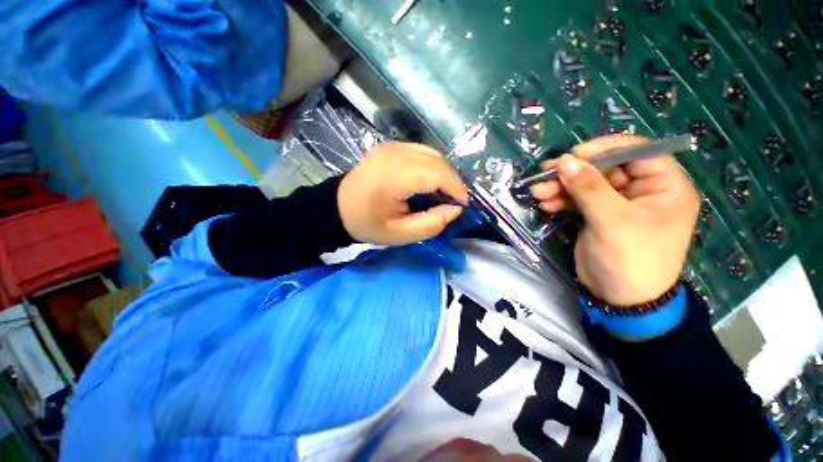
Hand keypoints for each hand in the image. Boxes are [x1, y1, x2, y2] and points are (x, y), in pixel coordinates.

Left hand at [338, 143, 468, 245]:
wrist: (338, 207)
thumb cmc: (367, 224)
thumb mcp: (400, 235)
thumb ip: (431, 224)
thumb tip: (455, 209)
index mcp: (393, 176)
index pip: (437, 174)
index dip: (456, 188)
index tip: (463, 205)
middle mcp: (394, 154)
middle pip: (437, 161)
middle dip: (452, 181)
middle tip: (453, 202)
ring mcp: (392, 146)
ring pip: (432, 154)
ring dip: (444, 173)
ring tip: (443, 193)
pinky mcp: (391, 146)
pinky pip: (422, 151)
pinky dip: (432, 166)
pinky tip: (429, 181)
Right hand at [530, 135, 700, 305]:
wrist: (619, 298)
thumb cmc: (629, 259)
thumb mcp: (612, 221)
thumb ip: (589, 188)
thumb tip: (565, 160)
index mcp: (664, 186)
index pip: (637, 152)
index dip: (604, 149)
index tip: (573, 155)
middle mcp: (643, 190)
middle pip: (605, 168)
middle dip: (573, 172)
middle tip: (544, 175)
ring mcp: (618, 203)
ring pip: (587, 183)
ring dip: (561, 186)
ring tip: (538, 193)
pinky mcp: (599, 215)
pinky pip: (578, 199)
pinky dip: (561, 199)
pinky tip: (546, 204)